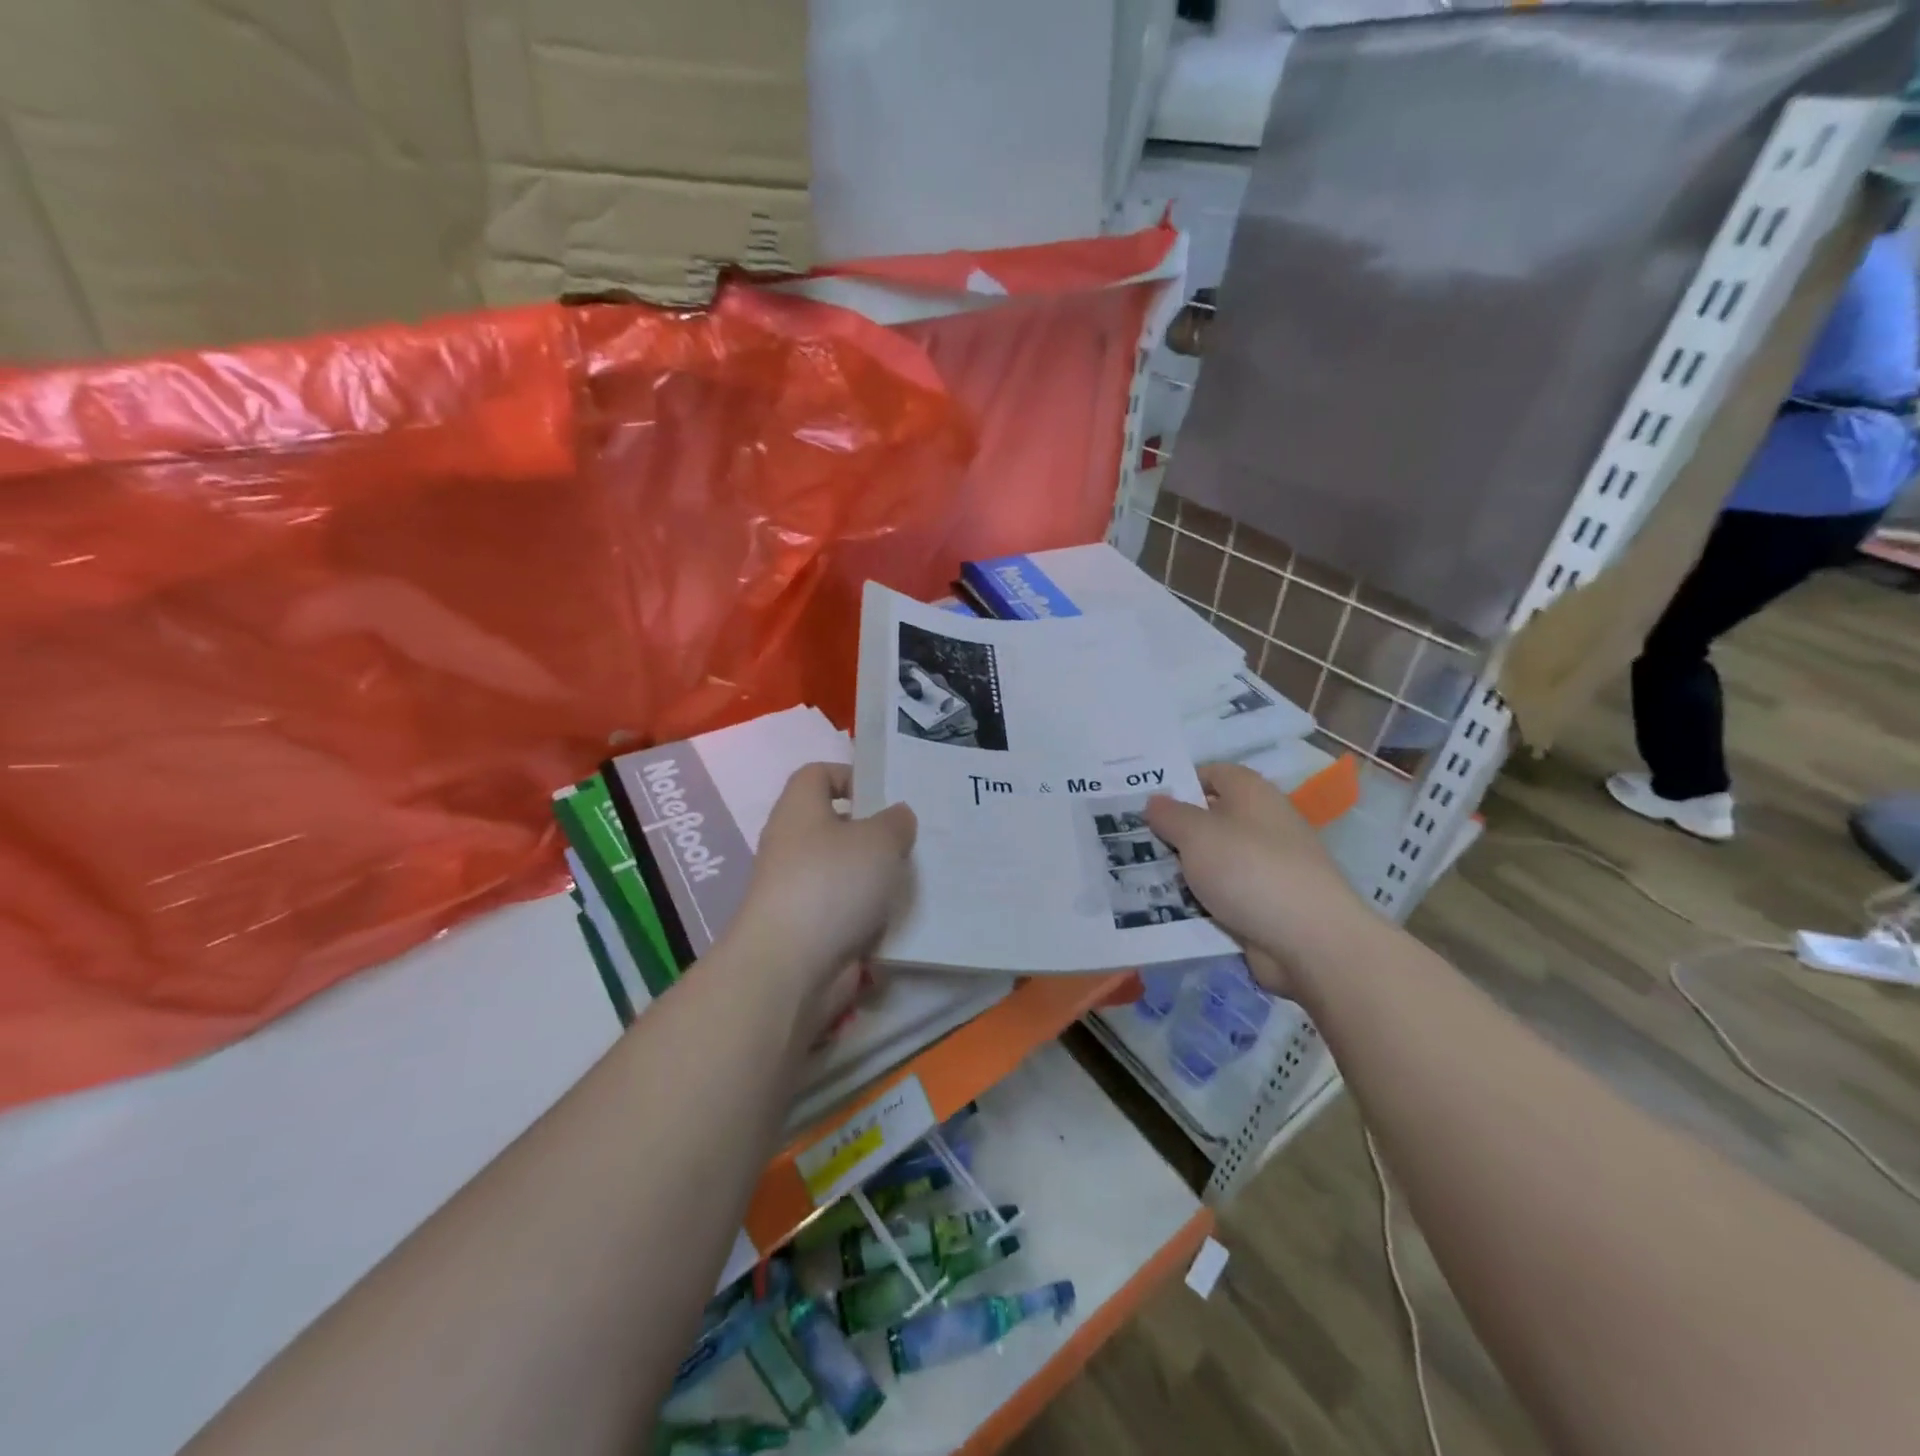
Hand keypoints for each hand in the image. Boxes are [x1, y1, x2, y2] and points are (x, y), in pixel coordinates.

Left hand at [729, 762, 916, 994]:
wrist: (789, 966)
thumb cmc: (832, 883)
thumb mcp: (880, 839)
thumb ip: (895, 821)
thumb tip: (896, 817)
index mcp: (799, 810)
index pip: (818, 774)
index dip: (851, 776)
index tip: (886, 795)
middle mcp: (791, 845)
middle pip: (835, 826)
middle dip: (874, 833)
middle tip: (912, 839)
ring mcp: (796, 890)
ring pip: (844, 872)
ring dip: (875, 877)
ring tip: (913, 878)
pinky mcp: (807, 929)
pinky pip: (845, 911)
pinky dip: (868, 914)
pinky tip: (899, 917)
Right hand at [1146, 763, 1362, 996]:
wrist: (1310, 940)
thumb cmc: (1249, 869)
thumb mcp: (1196, 834)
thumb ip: (1169, 814)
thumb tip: (1155, 801)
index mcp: (1252, 794)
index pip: (1211, 774)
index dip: (1178, 783)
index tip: (1143, 802)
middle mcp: (1262, 824)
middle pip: (1209, 819)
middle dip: (1173, 831)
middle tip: (1131, 840)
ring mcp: (1266, 867)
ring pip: (1212, 861)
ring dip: (1182, 870)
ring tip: (1138, 876)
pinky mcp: (1265, 904)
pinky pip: (1222, 895)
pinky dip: (1199, 901)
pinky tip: (1167, 908)